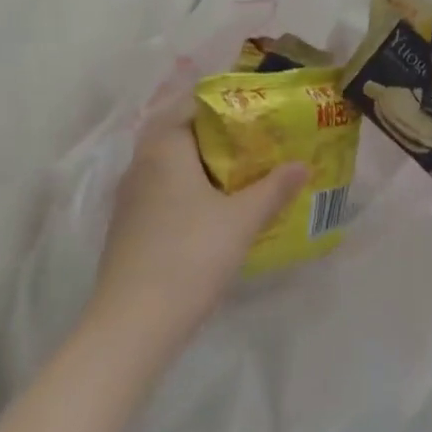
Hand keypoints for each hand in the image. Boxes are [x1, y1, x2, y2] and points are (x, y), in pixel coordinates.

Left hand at [83, 122, 306, 352]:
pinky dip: (188, 189)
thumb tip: (303, 164)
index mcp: (165, 147)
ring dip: (203, 164)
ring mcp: (130, 198)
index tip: (259, 110)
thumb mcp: (242, 220)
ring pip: (172, 164)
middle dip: (219, 135)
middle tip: (258, 139)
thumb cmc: (189, 257)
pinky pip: (163, 190)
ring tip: (244, 171)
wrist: (130, 328)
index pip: (194, 104)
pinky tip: (215, 208)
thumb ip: (274, 188)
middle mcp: (142, 163)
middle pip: (183, 133)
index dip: (228, 103)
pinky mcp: (128, 227)